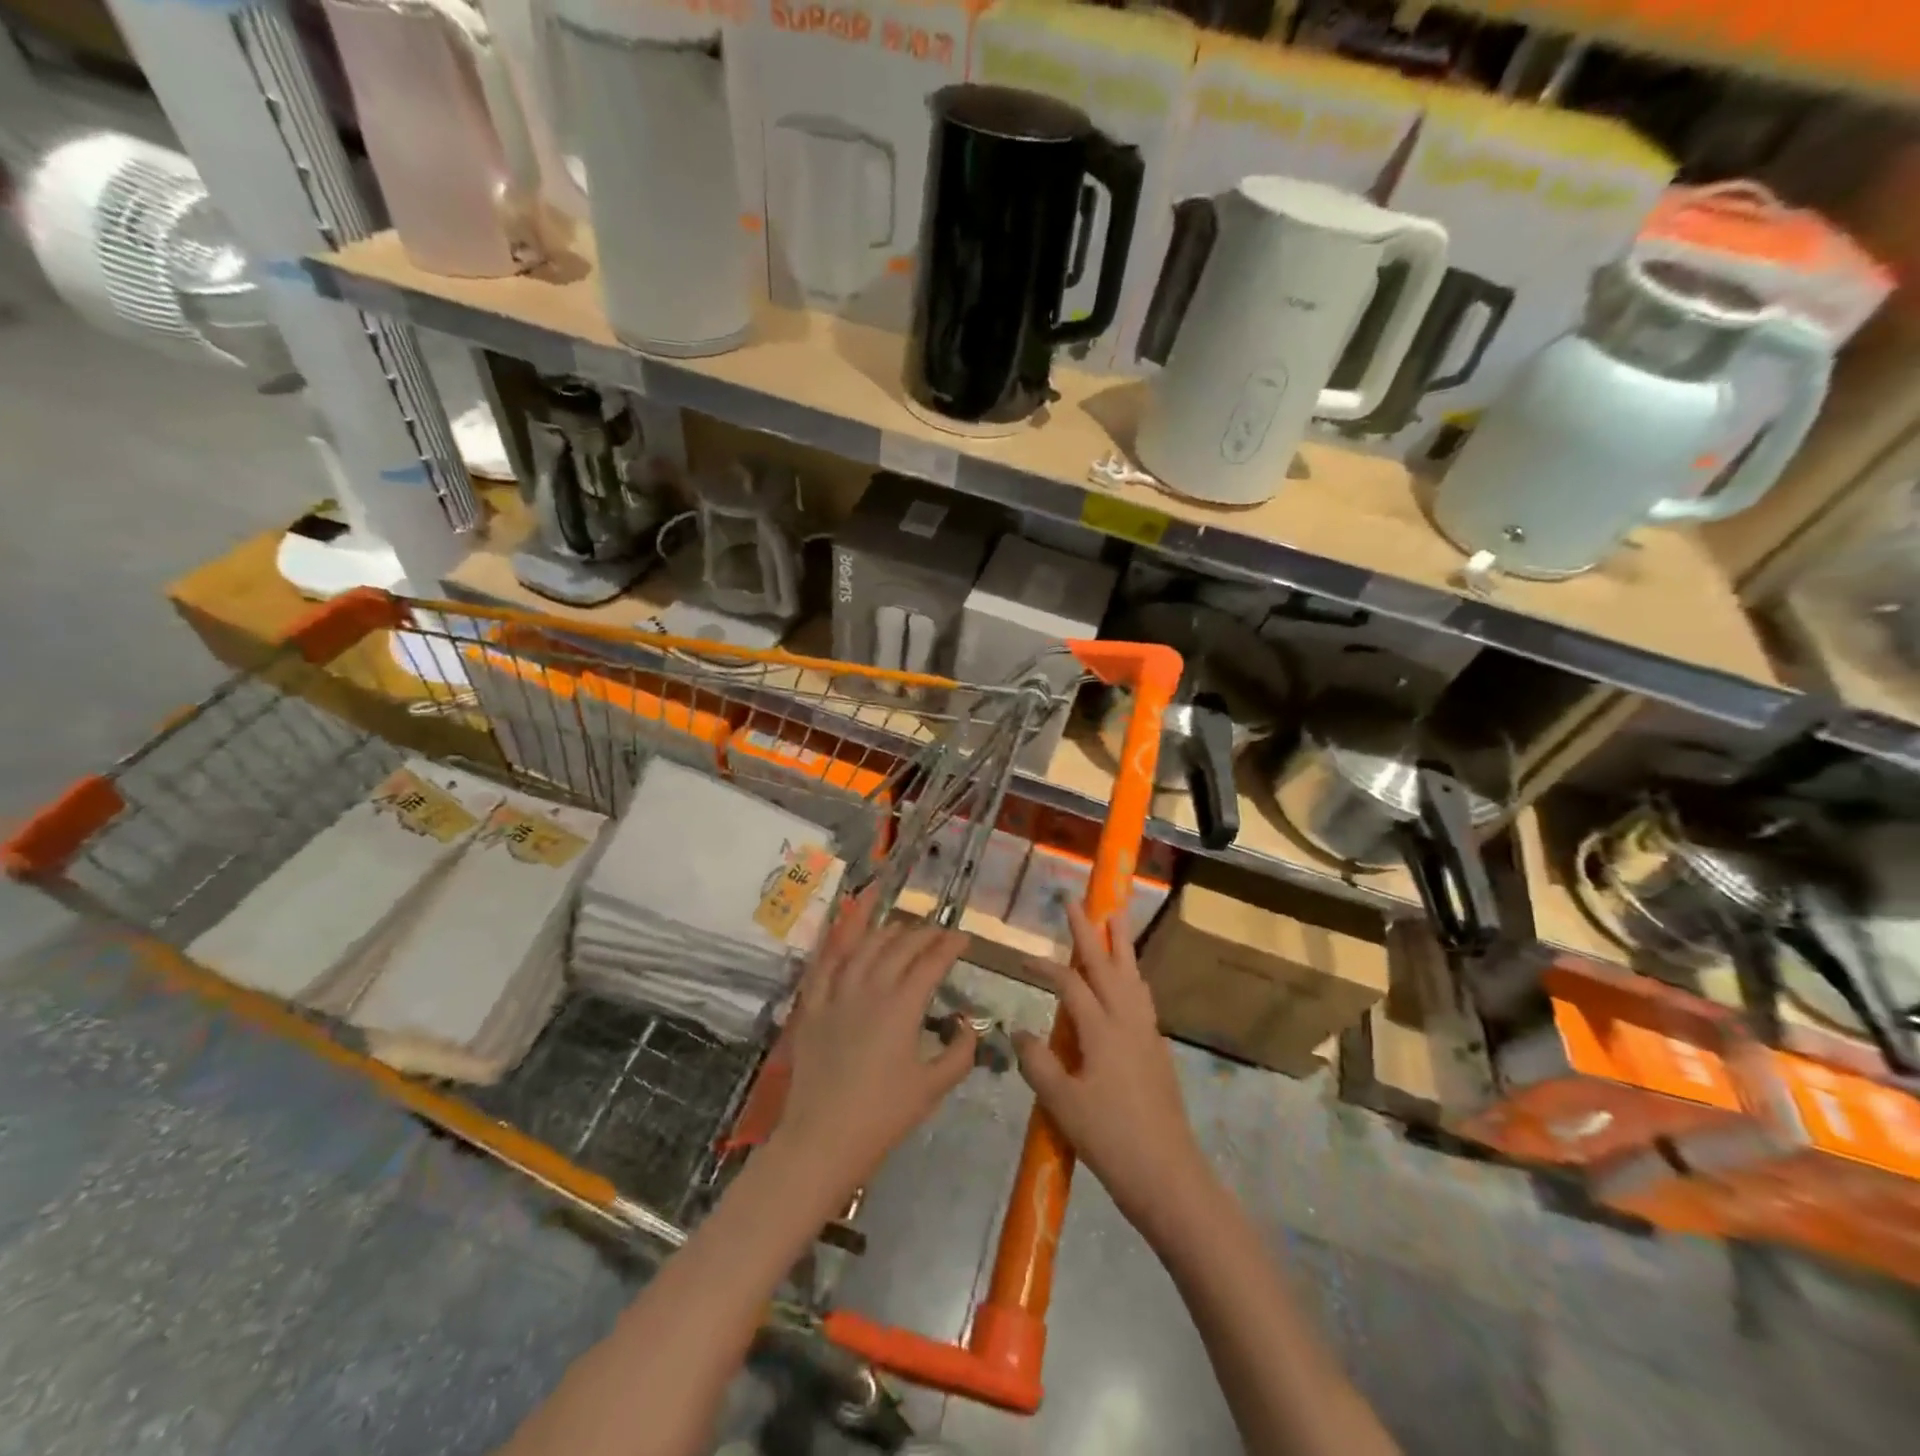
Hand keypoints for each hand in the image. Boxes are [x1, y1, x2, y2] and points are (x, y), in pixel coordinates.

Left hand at [773, 894, 976, 1203]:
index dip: (950, 946)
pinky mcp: (812, 1005)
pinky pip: (825, 962)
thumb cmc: (882, 1117)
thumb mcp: (932, 1088)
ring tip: (902, 928)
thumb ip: (959, 1053)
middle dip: (924, 934)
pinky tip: (848, 932)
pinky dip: (838, 941)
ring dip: (886, 932)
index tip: (964, 938)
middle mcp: (869, 988)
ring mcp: (836, 993)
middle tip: (939, 933)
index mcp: (902, 1006)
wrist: (822, 1139)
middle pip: (899, 946)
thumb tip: (966, 1026)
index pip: (931, 962)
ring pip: (863, 946)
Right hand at [1015, 902, 1208, 1237]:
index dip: (1045, 967)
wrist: (1168, 1175)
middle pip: (1108, 964)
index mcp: (1102, 1029)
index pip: (1070, 984)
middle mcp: (1127, 1020)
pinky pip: (1142, 996)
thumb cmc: (1110, 1139)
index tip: (1022, 958)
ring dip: (1121, 944)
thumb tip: (1019, 1031)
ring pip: (1132, 975)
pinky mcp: (1157, 1048)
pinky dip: (1132, 975)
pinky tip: (1130, 980)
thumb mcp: (1062, 1103)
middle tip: (1080, 900)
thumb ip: (1038, 1062)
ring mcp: (1147, 1032)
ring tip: (1116, 917)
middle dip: (1091, 930)